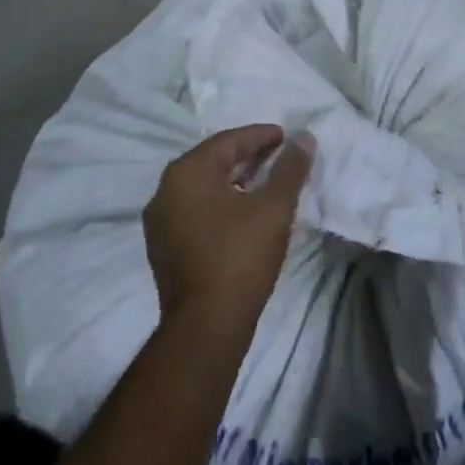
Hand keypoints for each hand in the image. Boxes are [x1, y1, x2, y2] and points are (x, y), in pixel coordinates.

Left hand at [144, 125, 312, 337]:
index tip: (285, 136)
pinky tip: (242, 211)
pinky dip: (219, 202)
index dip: (260, 136)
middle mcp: (166, 189)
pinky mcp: (163, 246)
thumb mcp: (274, 208)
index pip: (229, 141)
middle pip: (213, 161)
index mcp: (187, 171)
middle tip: (278, 156)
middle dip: (247, 156)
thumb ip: (290, 169)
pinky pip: (195, 209)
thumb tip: (304, 138)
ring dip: (233, 179)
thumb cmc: (240, 258)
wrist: (206, 328)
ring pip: (203, 186)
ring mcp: (160, 220)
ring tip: (264, 182)